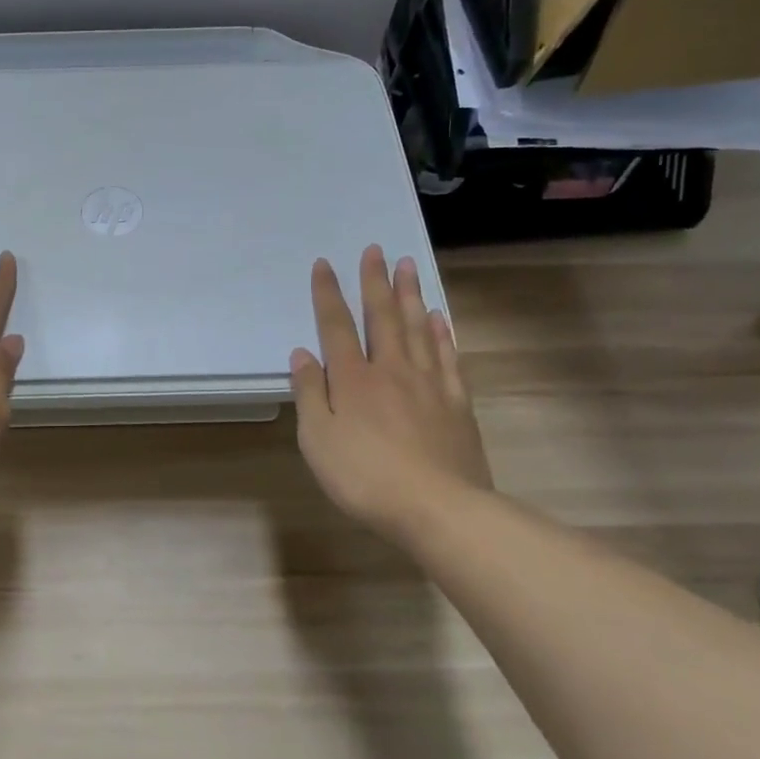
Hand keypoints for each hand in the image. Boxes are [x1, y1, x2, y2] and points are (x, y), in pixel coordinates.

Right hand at [290, 246, 492, 538]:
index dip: (328, 294)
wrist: (438, 508)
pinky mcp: (456, 403)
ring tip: (408, 267)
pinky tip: (439, 319)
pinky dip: (442, 334)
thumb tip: (302, 354)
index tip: (324, 264)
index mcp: (353, 380)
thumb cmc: (365, 477)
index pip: (336, 327)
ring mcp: (428, 384)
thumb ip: (310, 394)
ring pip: (418, 329)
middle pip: (382, 317)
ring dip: (410, 296)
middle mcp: (391, 370)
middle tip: (376, 250)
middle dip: (375, 282)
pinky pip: (448, 357)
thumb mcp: (318, 441)